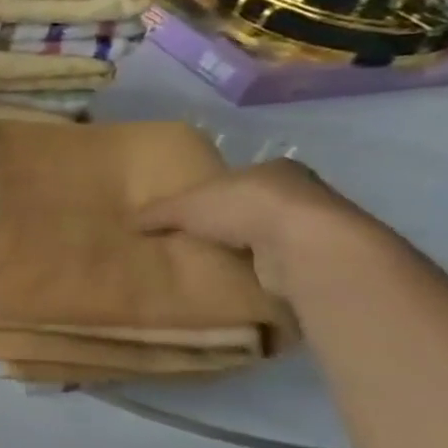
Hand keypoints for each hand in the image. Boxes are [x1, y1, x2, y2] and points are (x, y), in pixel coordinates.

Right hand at [136, 159, 379, 297]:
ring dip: (246, 249)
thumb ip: (157, 212)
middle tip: (196, 238)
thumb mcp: (185, 206)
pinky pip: (280, 263)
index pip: (238, 178)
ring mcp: (316, 227)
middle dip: (229, 222)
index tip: (192, 210)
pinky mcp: (319, 259)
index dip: (213, 192)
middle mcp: (303, 193)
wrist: (305, 247)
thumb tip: (127, 221)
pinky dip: (260, 271)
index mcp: (274, 169)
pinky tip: (236, 279)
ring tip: (211, 262)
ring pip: (269, 235)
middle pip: (254, 206)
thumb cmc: (244, 208)